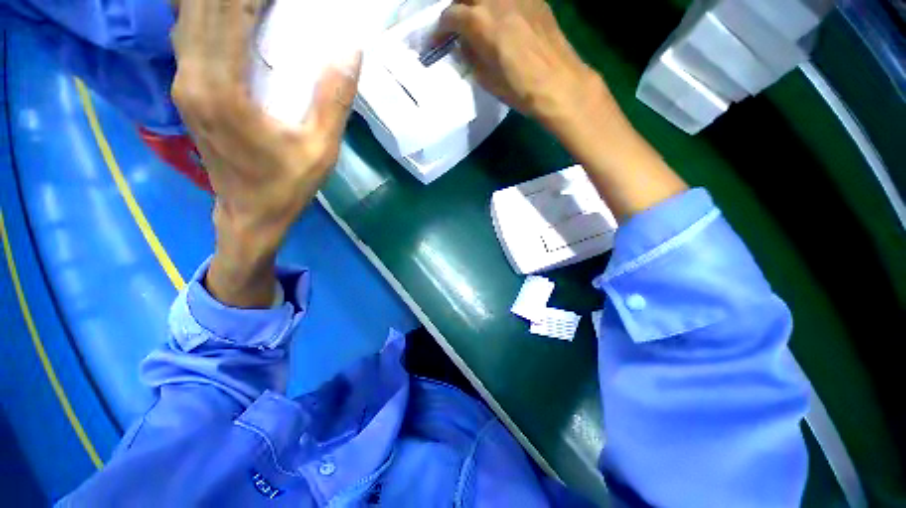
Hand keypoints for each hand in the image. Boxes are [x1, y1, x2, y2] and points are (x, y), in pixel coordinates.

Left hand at [171, 0, 360, 306]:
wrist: (249, 214)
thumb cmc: (286, 186)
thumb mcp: (320, 150)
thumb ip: (333, 101)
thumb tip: (350, 52)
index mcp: (221, 90)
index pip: (228, 13)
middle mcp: (191, 77)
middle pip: (202, 7)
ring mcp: (183, 83)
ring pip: (188, 16)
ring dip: (217, 1)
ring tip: (252, 3)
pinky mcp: (187, 90)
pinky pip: (189, 35)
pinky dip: (207, 13)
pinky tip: (228, 12)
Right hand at [439, 0, 597, 122]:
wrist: (558, 83)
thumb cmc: (519, 88)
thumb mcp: (485, 79)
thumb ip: (471, 56)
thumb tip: (464, 45)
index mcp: (479, 21)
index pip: (450, 16)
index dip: (439, 30)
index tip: (436, 42)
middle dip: (457, 8)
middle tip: (457, 26)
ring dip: (477, 4)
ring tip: (479, 20)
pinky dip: (499, 4)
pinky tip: (503, 18)